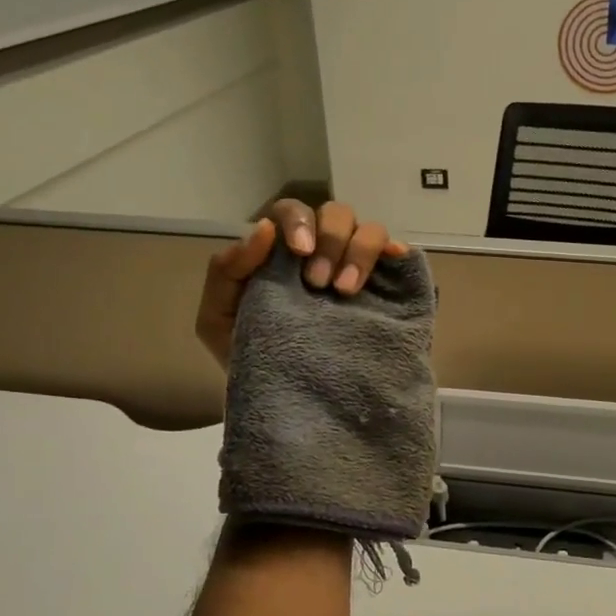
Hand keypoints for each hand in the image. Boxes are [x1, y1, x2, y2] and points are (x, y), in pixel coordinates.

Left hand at [195, 199, 407, 367]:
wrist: (285, 402)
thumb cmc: (249, 356)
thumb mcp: (219, 319)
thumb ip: (226, 272)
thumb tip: (264, 230)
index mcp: (281, 253)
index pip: (293, 213)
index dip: (300, 223)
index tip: (302, 254)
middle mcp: (320, 252)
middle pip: (336, 214)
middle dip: (331, 241)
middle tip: (322, 285)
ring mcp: (353, 268)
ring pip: (368, 229)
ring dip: (361, 251)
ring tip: (348, 291)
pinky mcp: (382, 290)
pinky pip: (397, 255)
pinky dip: (396, 251)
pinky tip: (394, 261)